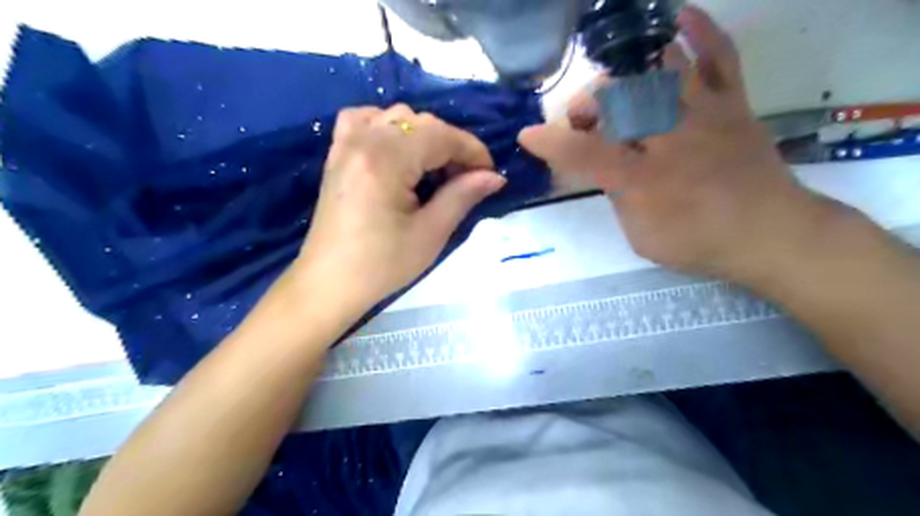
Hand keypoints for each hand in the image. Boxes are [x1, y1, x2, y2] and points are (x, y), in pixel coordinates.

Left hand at [296, 105, 502, 314]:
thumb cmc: (381, 265)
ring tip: (435, 170)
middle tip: (466, 180)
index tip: (490, 174)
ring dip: (424, 137)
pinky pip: (365, 120)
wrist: (330, 283)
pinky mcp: (337, 153)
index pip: (441, 136)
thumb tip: (494, 177)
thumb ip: (463, 196)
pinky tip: (398, 150)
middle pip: (421, 123)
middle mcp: (363, 140)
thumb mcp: (430, 234)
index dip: (473, 151)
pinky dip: (388, 127)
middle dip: (451, 146)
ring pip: (396, 117)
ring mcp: (345, 143)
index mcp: (385, 159)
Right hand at [516, 4, 833, 278]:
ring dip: (623, 77)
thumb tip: (607, 168)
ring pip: (656, 71)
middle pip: (617, 100)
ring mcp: (703, 114)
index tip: (527, 135)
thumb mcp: (641, 236)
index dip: (550, 143)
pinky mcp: (731, 103)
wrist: (771, 233)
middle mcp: (670, 138)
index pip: (585, 155)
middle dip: (586, 106)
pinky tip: (677, 18)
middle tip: (579, 122)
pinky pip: (718, 55)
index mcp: (644, 180)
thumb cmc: (698, 241)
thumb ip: (617, 198)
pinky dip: (699, 32)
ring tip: (612, 91)